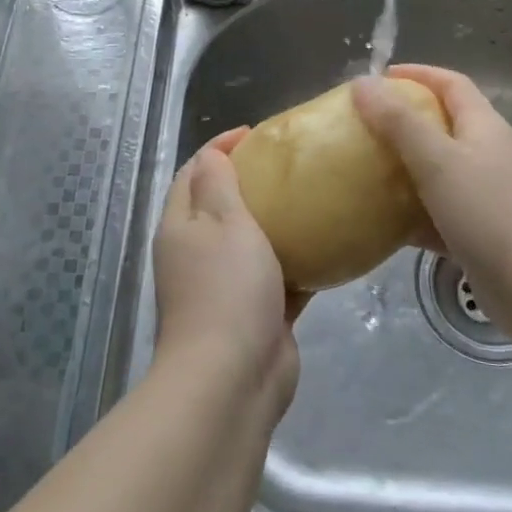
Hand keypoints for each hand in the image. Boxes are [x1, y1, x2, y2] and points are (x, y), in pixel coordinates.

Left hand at [152, 129, 301, 415]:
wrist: (233, 378)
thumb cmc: (226, 289)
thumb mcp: (223, 222)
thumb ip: (218, 184)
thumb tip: (212, 153)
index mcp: (181, 227)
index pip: (193, 172)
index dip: (220, 148)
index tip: (256, 133)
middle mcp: (197, 254)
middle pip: (221, 206)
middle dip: (252, 182)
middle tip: (291, 164)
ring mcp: (226, 287)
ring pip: (252, 243)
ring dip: (278, 222)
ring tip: (314, 197)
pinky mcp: (257, 315)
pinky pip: (279, 278)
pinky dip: (298, 262)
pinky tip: (330, 248)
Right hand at [353, 65, 511, 299]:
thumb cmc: (489, 214)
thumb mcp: (437, 161)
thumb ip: (399, 122)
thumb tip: (362, 83)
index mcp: (484, 127)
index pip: (452, 84)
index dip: (418, 74)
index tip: (378, 79)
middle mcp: (488, 155)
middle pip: (444, 124)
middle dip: (404, 120)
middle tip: (363, 126)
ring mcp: (487, 196)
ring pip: (439, 170)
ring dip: (405, 167)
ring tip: (365, 169)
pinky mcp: (480, 233)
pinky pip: (438, 212)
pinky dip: (412, 212)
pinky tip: (383, 223)